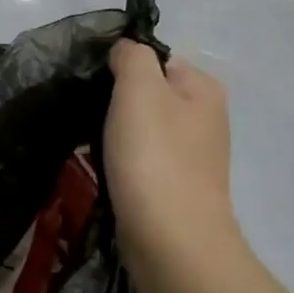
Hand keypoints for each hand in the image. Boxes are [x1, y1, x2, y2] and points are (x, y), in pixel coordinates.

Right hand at [105, 40, 242, 286]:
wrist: (172, 240)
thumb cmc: (154, 157)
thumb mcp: (139, 89)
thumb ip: (132, 57)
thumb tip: (125, 52)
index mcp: (203, 87)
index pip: (154, 58)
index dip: (120, 67)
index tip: (92, 86)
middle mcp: (205, 117)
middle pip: (147, 94)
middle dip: (115, 102)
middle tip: (88, 116)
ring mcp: (192, 155)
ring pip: (141, 128)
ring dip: (114, 134)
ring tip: (92, 145)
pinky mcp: (176, 186)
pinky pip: (142, 159)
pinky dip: (122, 162)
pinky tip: (106, 171)